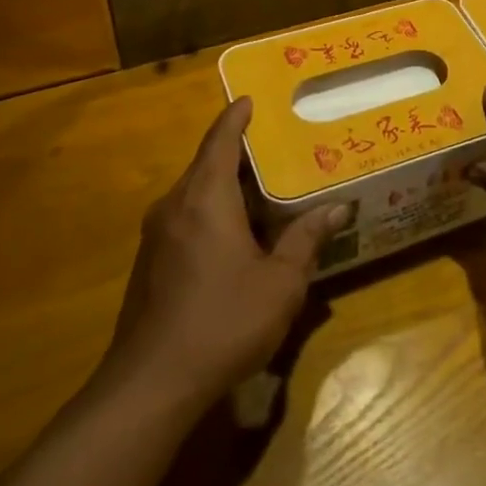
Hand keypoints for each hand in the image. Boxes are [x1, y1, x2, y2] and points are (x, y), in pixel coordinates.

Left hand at [102, 98, 344, 408]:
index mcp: (205, 198)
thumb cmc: (223, 321)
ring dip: (228, 188)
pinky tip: (239, 237)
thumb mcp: (280, 282)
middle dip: (240, 155)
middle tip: (279, 148)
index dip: (236, 117)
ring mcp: (156, 237)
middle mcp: (175, 207)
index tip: (250, 98)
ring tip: (266, 191)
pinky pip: (187, 221)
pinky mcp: (149, 266)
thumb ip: (306, 239)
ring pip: (196, 196)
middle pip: (207, 165)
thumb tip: (336, 208)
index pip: (220, 140)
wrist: (150, 386)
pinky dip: (213, 214)